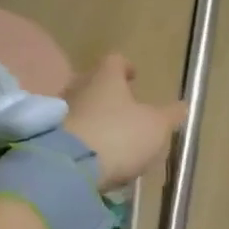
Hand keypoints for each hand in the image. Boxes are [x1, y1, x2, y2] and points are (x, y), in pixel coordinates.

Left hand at [61, 54, 186, 190]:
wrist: (68, 167)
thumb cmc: (118, 136)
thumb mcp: (155, 127)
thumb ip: (169, 115)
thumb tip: (182, 105)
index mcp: (105, 78)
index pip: (115, 61)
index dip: (126, 67)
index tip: (134, 76)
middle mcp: (77, 87)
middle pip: (93, 83)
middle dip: (107, 94)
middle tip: (122, 108)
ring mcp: (58, 112)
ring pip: (79, 108)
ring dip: (92, 118)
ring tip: (108, 136)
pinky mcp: (46, 137)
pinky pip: (68, 132)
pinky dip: (80, 138)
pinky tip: (91, 154)